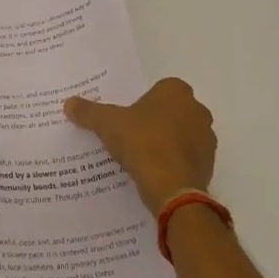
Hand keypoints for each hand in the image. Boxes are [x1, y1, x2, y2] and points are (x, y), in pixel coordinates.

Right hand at [64, 78, 215, 212]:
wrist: (172, 187)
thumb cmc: (142, 143)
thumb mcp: (107, 124)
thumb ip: (89, 112)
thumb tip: (68, 103)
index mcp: (176, 91)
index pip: (159, 90)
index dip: (143, 103)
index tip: (128, 118)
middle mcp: (197, 109)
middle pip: (172, 111)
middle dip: (156, 121)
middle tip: (132, 136)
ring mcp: (207, 137)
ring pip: (182, 134)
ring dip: (167, 142)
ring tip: (142, 157)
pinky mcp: (209, 163)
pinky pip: (187, 157)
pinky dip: (175, 162)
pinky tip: (156, 173)